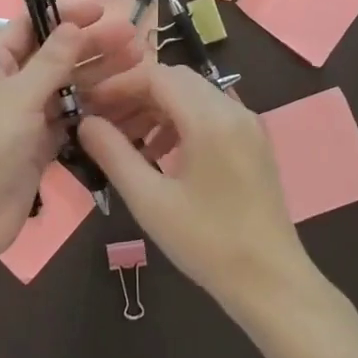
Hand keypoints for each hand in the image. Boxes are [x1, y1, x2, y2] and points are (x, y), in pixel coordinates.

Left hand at [0, 0, 143, 266]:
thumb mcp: (17, 96)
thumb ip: (50, 61)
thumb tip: (73, 26)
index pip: (31, 25)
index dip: (66, 14)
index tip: (103, 10)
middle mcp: (8, 84)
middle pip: (54, 55)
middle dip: (92, 44)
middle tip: (133, 37)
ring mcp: (24, 116)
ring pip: (67, 87)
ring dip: (99, 74)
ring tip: (138, 62)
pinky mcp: (38, 146)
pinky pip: (70, 119)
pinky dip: (94, 109)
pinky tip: (124, 100)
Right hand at [78, 63, 317, 319]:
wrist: (271, 282)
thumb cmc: (207, 242)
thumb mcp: (150, 200)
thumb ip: (114, 153)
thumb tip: (86, 122)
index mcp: (210, 119)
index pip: (156, 76)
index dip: (119, 85)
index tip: (90, 105)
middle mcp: (233, 110)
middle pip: (175, 80)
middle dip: (136, 94)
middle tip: (105, 122)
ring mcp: (248, 124)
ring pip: (193, 95)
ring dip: (156, 108)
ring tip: (127, 141)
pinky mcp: (253, 142)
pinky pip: (210, 113)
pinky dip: (180, 121)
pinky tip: (160, 153)